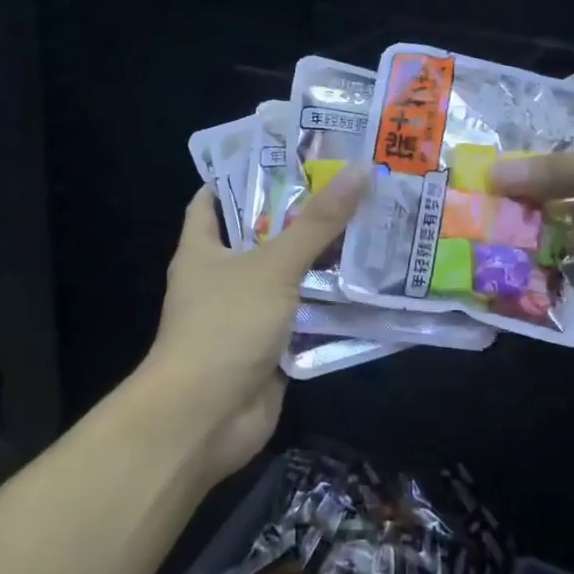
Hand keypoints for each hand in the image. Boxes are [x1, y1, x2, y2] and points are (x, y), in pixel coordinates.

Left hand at [137, 167, 369, 479]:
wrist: (205, 418)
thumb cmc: (225, 326)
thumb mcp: (272, 266)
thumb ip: (316, 223)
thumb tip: (359, 170)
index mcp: (203, 249)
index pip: (214, 199)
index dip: (245, 174)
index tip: (290, 155)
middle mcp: (221, 278)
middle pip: (262, 237)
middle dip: (301, 217)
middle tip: (349, 188)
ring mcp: (245, 316)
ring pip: (288, 279)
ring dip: (321, 263)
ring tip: (370, 228)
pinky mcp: (269, 349)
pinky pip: (303, 319)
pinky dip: (329, 308)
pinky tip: (367, 287)